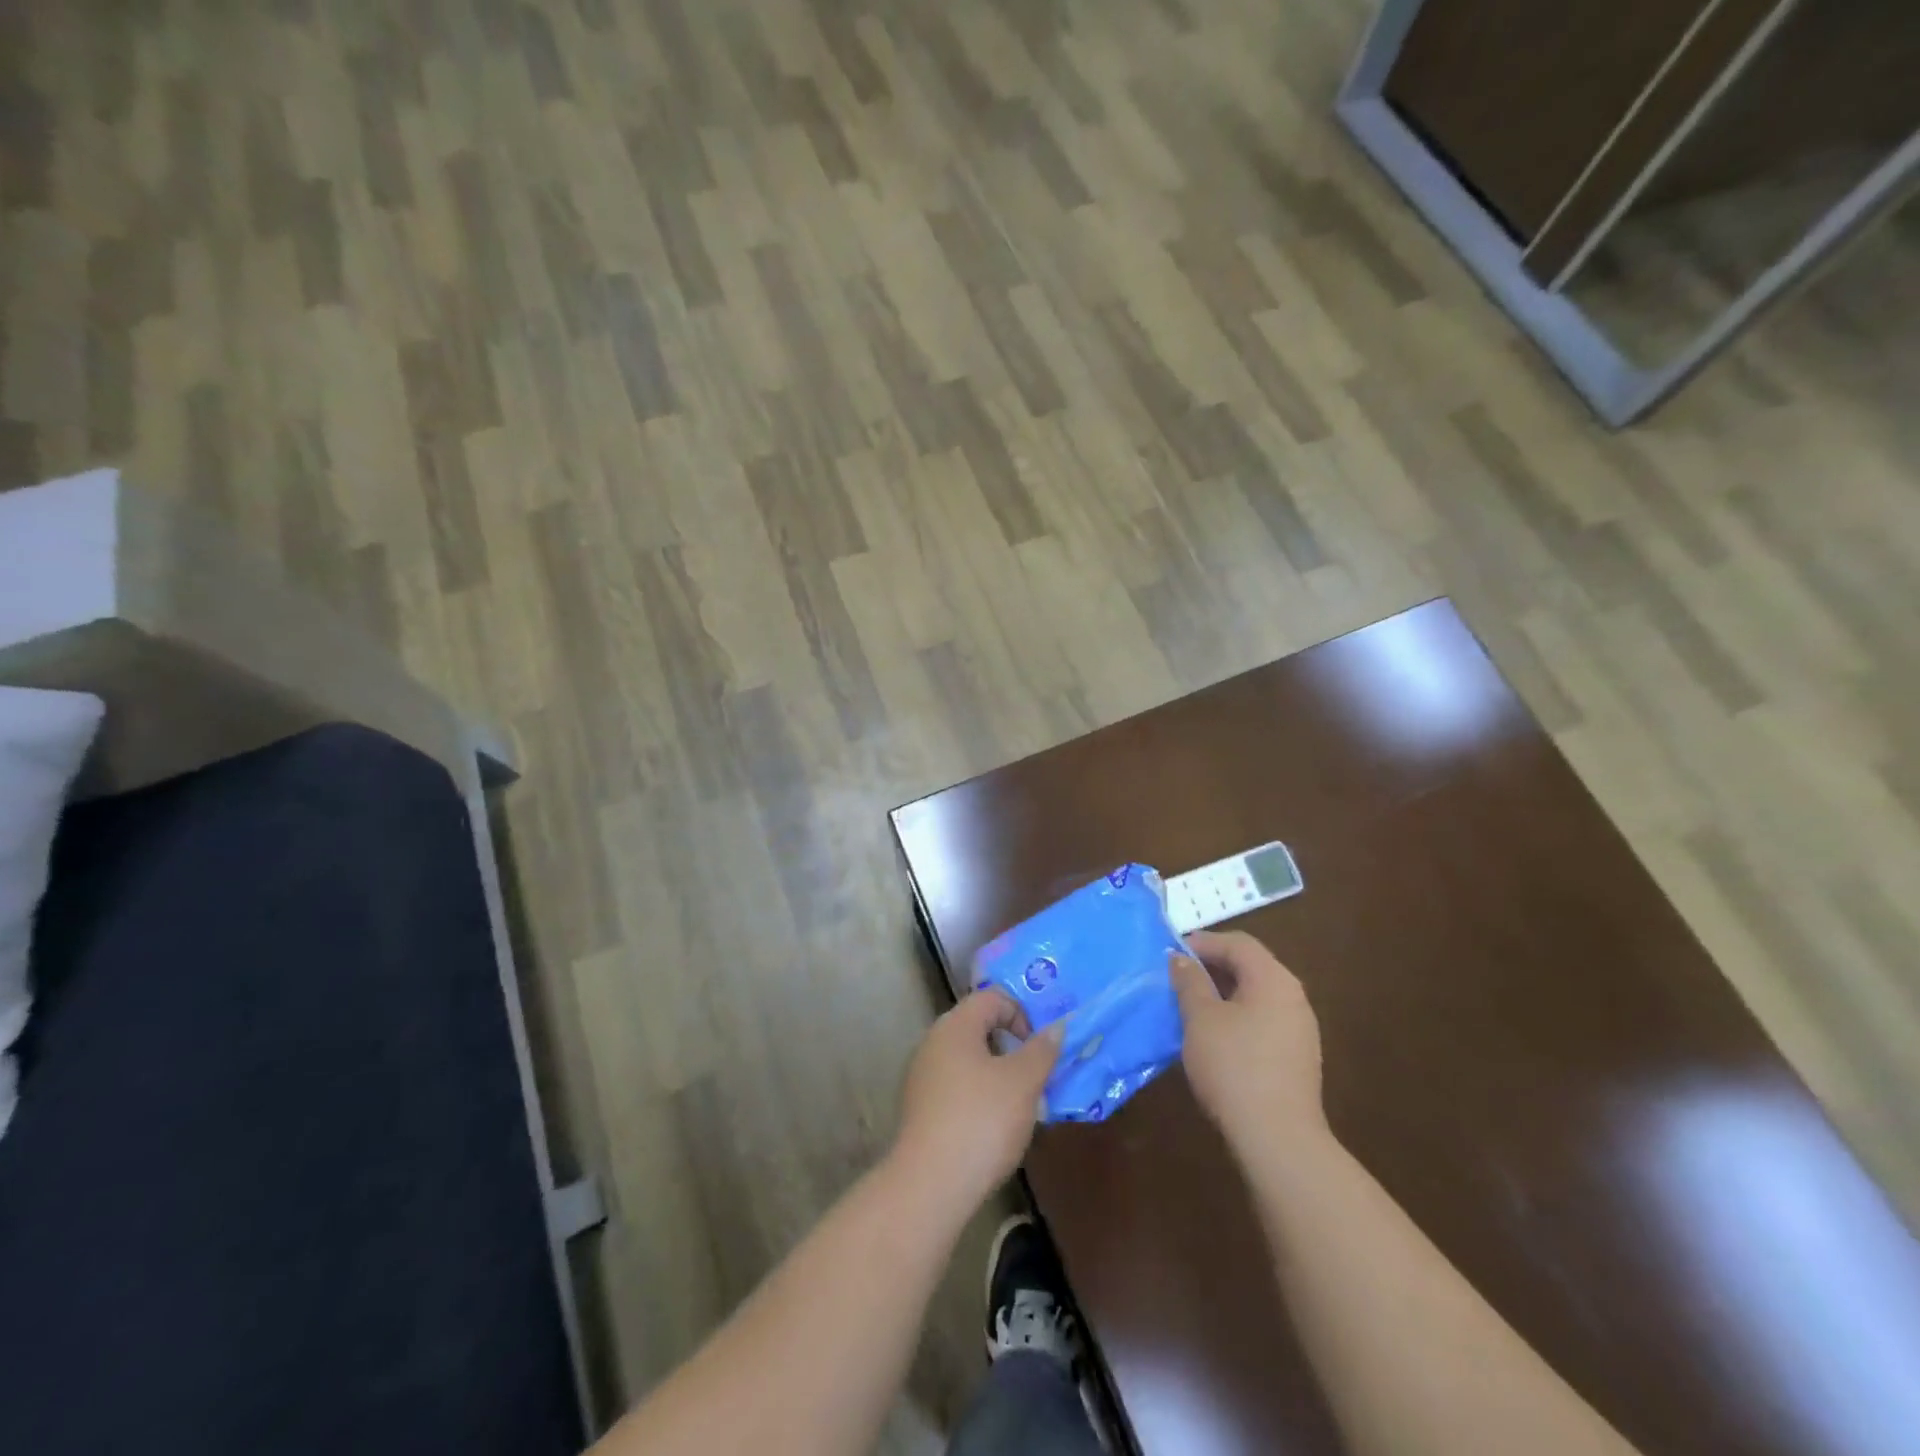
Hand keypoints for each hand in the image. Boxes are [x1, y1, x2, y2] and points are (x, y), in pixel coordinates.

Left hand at [890, 991, 1062, 1213]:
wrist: (930, 1185)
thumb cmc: (981, 1121)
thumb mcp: (1023, 1082)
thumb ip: (1042, 1050)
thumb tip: (1057, 1025)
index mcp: (955, 1026)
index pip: (991, 997)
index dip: (1021, 1012)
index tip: (1040, 1046)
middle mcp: (933, 1042)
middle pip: (978, 1027)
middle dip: (1011, 1045)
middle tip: (1037, 1073)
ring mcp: (922, 1076)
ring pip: (968, 1059)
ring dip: (997, 1073)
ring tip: (1021, 1104)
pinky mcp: (920, 1108)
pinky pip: (956, 1086)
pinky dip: (978, 1095)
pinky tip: (994, 1126)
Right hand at [1171, 930, 1325, 1153]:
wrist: (1278, 1139)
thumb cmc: (1234, 1067)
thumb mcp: (1200, 1018)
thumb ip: (1189, 982)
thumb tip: (1180, 958)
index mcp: (1274, 979)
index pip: (1238, 943)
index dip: (1203, 942)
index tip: (1171, 953)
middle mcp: (1294, 997)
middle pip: (1251, 966)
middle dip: (1212, 966)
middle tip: (1177, 976)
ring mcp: (1300, 1029)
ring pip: (1256, 995)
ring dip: (1223, 993)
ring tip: (1190, 1004)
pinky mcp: (1297, 1058)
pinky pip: (1263, 1020)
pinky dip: (1236, 1016)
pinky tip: (1214, 1036)